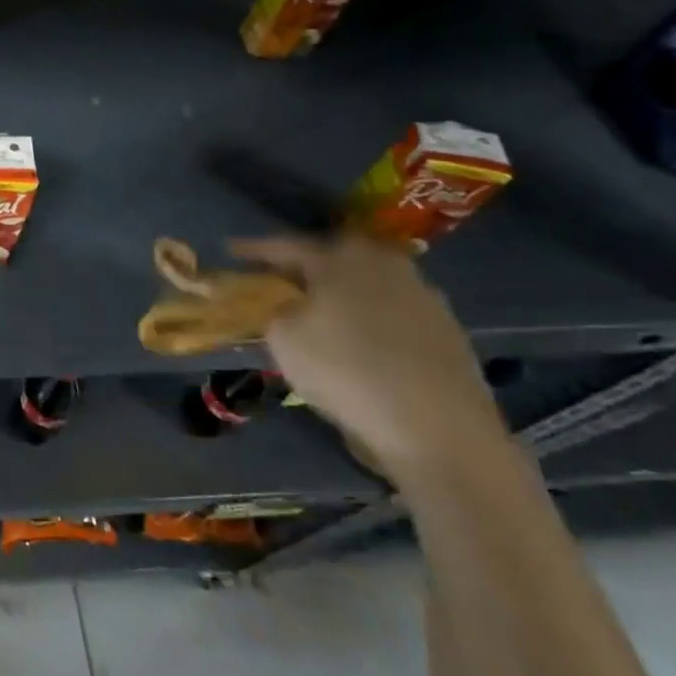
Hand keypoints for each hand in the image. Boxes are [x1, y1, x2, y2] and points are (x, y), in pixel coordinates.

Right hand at [230, 232, 509, 481]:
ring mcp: (421, 295)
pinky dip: (368, 316)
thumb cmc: (346, 371)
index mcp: (340, 257)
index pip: (285, 245)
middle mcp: (384, 264)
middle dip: (304, 265)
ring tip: (318, 310)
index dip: (254, 250)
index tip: (231, 251)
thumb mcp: (283, 338)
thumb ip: (271, 308)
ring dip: (340, 291)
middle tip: (278, 279)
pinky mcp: (445, 329)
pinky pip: (391, 309)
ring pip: (365, 282)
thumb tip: (278, 302)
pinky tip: (358, 339)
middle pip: (333, 256)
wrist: (438, 430)